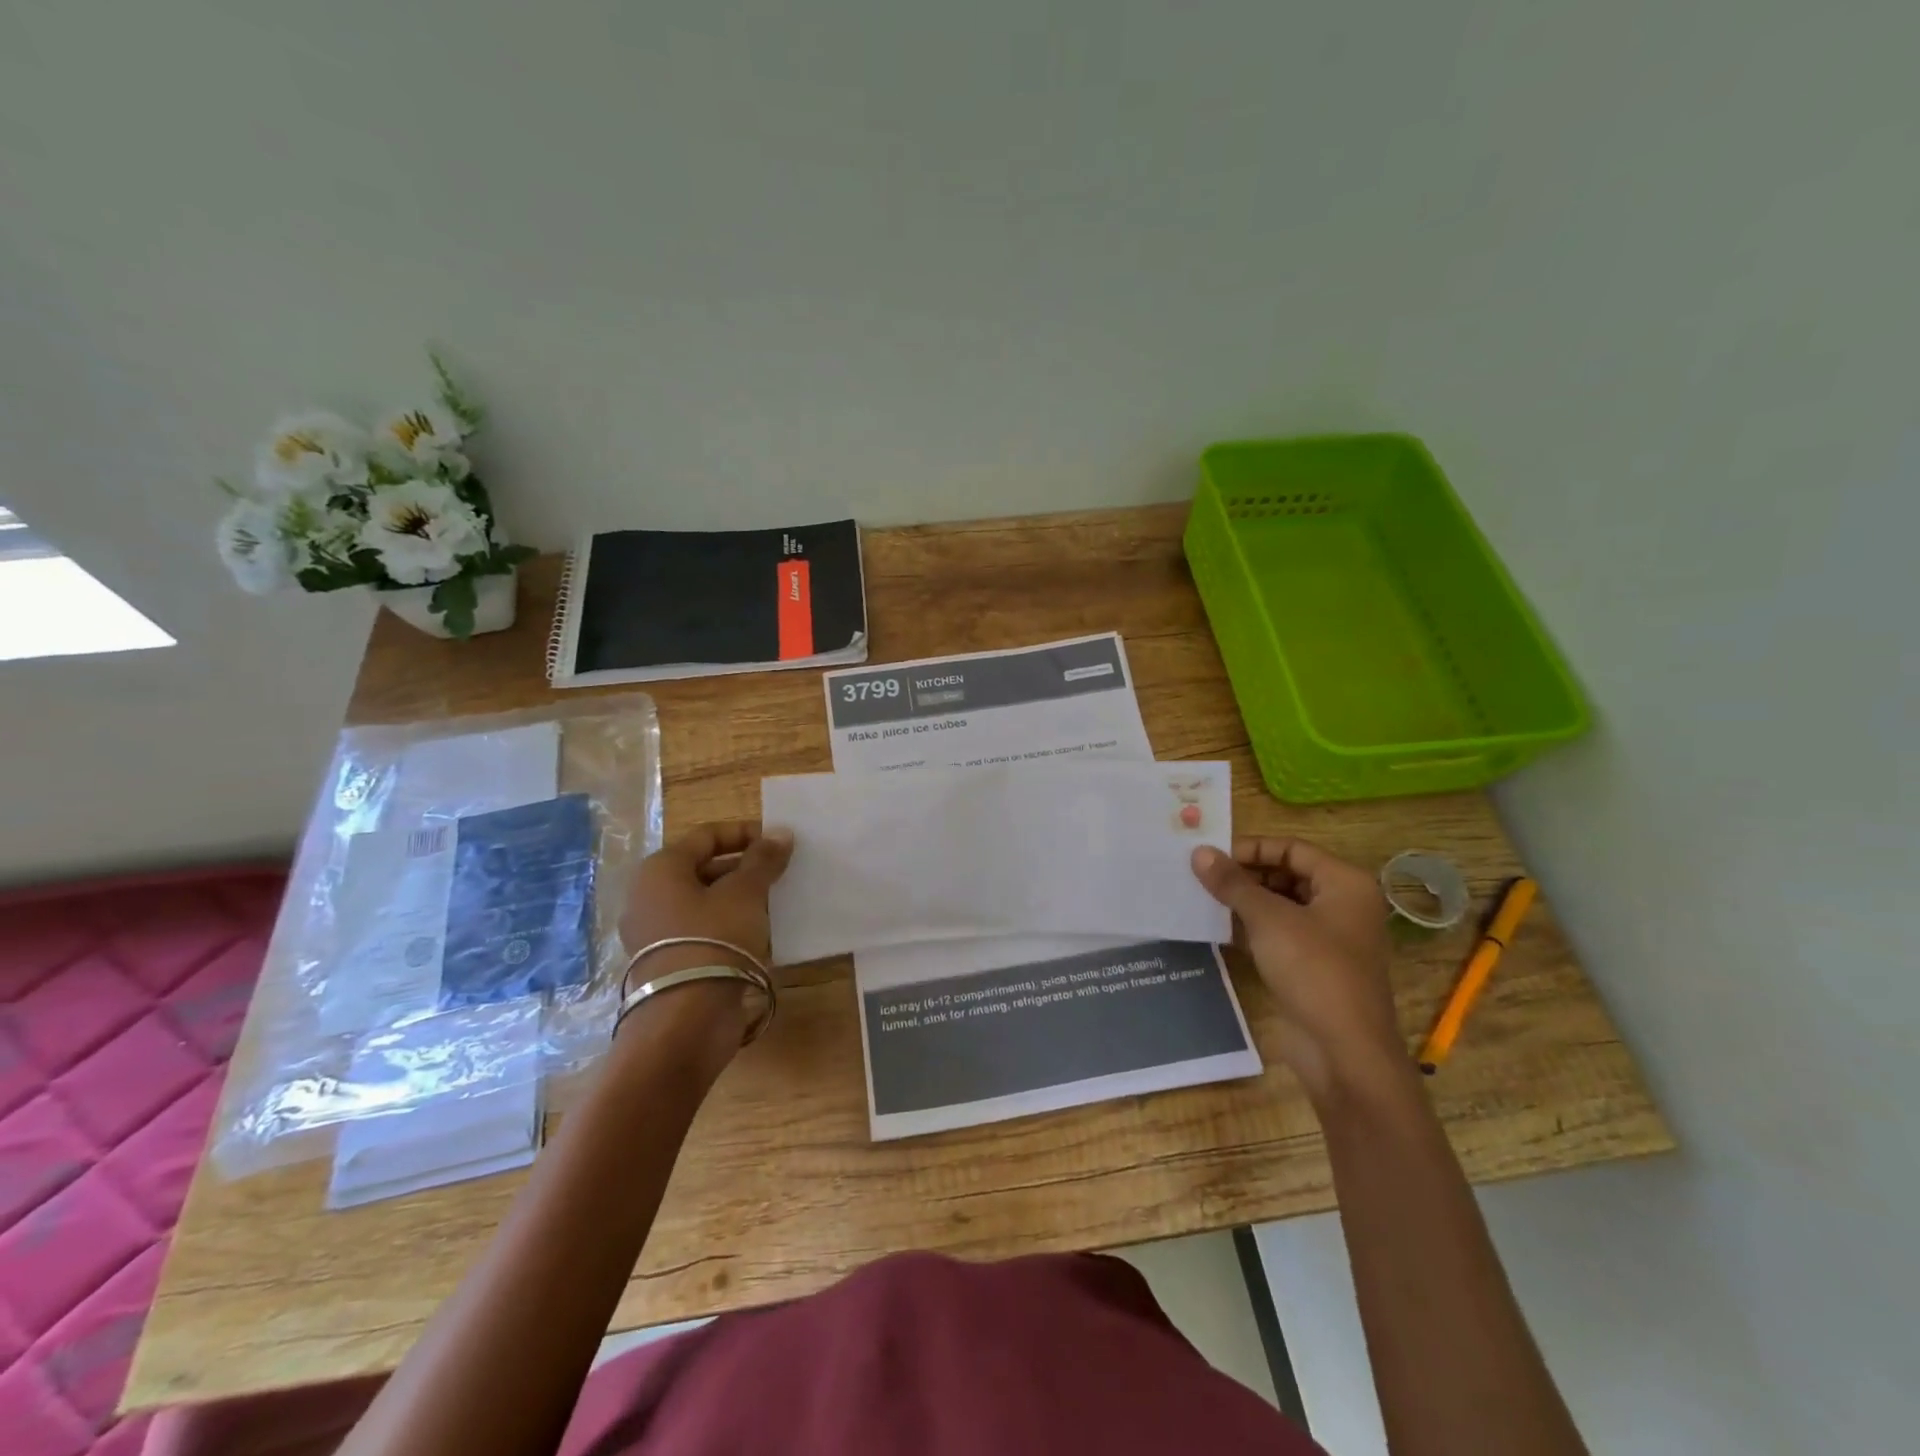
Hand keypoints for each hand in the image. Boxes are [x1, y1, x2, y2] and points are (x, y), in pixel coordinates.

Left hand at [617, 822, 793, 1056]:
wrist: (686, 1021)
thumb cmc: (714, 940)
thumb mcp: (745, 894)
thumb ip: (763, 860)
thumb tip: (781, 833)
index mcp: (660, 870)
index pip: (706, 836)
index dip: (744, 833)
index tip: (778, 841)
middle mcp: (648, 896)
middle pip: (702, 868)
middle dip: (743, 867)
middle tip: (779, 872)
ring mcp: (653, 933)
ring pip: (703, 901)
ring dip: (738, 897)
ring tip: (775, 901)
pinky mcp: (666, 962)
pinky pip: (700, 930)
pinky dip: (728, 924)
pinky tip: (758, 932)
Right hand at [1191, 837, 1406, 1103]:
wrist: (1343, 1052)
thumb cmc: (1313, 970)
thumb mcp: (1268, 919)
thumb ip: (1232, 883)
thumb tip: (1199, 852)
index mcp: (1345, 884)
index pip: (1292, 848)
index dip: (1251, 848)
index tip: (1211, 857)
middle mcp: (1343, 905)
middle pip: (1287, 874)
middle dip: (1245, 875)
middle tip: (1202, 877)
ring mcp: (1329, 938)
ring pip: (1281, 905)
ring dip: (1245, 902)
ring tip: (1203, 899)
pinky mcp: (1313, 966)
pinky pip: (1279, 934)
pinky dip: (1252, 928)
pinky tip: (1218, 929)